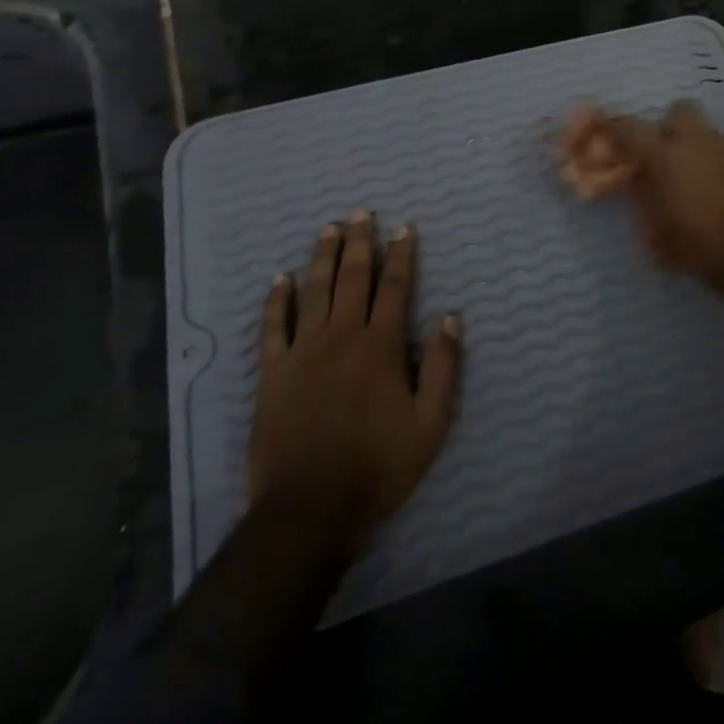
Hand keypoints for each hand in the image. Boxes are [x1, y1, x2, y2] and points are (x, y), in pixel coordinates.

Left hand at [248, 211, 461, 552]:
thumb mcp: (431, 423)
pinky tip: (281, 279)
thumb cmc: (378, 466)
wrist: (309, 510)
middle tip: (362, 213)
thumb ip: (444, 367)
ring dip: (322, 257)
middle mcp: (342, 336)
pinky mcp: (272, 373)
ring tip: (328, 229)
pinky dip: (277, 300)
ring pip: (314, 291)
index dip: (402, 255)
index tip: (404, 228)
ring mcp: (302, 352)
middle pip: (352, 278)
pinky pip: (272, 327)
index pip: (395, 287)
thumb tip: (452, 317)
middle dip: (360, 243)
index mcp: (381, 345)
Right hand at [563, 101, 723, 298]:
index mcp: (666, 155)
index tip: (610, 134)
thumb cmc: (700, 248)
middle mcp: (698, 140)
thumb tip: (640, 182)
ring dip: (702, 149)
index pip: (629, 128)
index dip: (615, 129)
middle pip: (679, 111)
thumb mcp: (658, 233)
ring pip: (711, 133)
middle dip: (671, 128)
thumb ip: (646, 199)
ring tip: (706, 179)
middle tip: (669, 155)